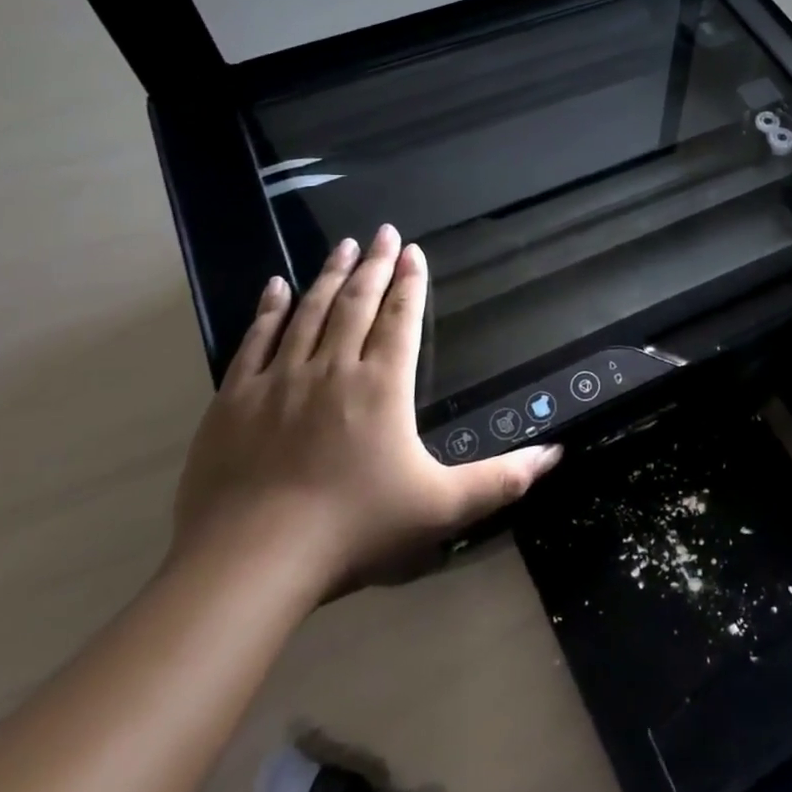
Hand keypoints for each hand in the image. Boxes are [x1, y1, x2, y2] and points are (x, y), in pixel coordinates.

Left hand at [172, 227, 561, 597]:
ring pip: (309, 313)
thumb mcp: (442, 508)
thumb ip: (502, 479)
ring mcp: (279, 381)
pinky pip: (255, 341)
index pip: (400, 320)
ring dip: (329, 276)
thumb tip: (555, 454)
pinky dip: (269, 310)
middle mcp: (332, 369)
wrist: (251, 560)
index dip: (410, 283)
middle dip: (373, 264)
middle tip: (382, 231)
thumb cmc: (355, 528)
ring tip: (341, 246)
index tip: (414, 251)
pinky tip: (276, 286)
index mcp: (383, 386)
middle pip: (356, 303)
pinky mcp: (235, 400)